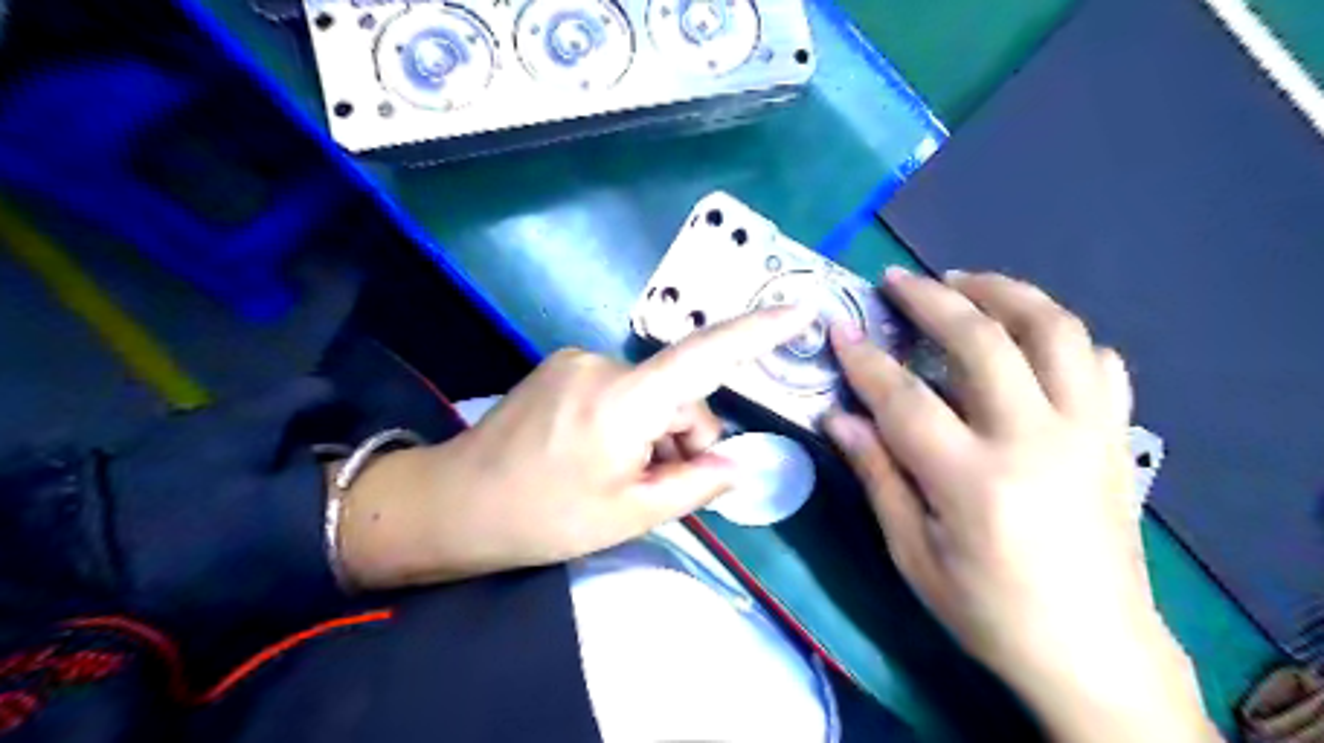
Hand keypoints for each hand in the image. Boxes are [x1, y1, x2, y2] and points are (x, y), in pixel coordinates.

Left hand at [336, 305, 817, 589]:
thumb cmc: (542, 518)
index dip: (757, 332)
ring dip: (655, 433)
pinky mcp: (561, 369)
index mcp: (623, 400)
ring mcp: (577, 362)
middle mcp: (602, 364)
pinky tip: (601, 456)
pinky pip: (619, 390)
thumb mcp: (628, 514)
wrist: (452, 504)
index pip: (705, 356)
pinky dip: (630, 421)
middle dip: (684, 438)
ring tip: (624, 478)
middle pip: (677, 393)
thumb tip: (737, 466)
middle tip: (662, 487)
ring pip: (649, 394)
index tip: (799, 310)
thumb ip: (694, 485)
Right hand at [824, 270, 1218, 741]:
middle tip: (897, 280)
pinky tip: (1030, 337)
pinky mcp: (1116, 438)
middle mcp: (1037, 441)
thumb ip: (878, 476)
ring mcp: (1088, 432)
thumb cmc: (989, 612)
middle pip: (982, 341)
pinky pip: (1100, 362)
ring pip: (1055, 331)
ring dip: (1005, 293)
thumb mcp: (914, 555)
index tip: (838, 328)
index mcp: (975, 481)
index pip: (904, 398)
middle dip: (932, 299)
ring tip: (966, 283)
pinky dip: (1062, 336)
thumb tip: (839, 417)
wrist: (1097, 653)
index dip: (864, 359)